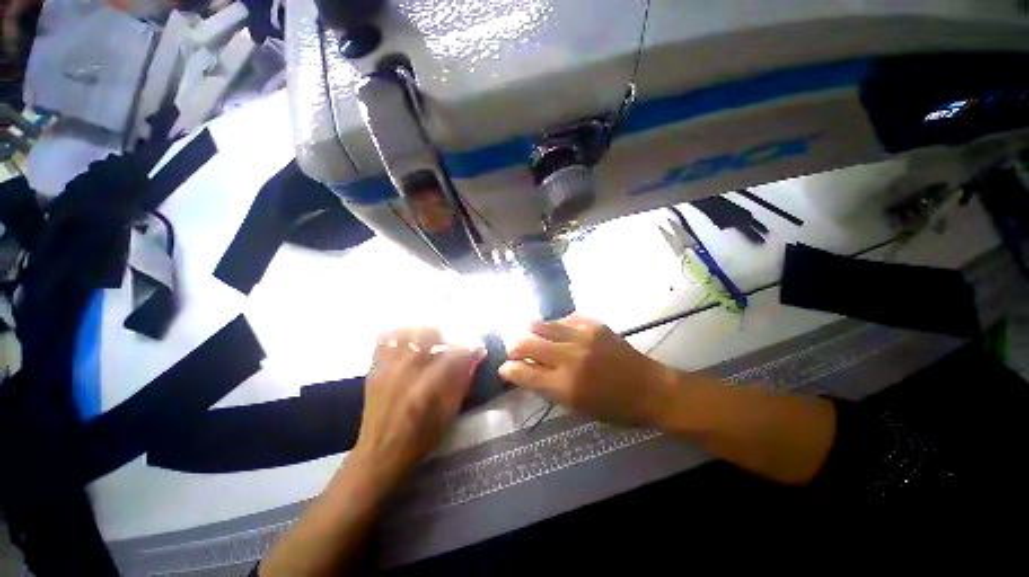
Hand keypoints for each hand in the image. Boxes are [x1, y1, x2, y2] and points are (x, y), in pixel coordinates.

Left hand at [350, 327, 483, 491]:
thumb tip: (475, 357)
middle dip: (447, 333)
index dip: (470, 346)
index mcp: (428, 386)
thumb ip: (463, 380)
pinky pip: (385, 339)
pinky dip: (399, 335)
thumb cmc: (420, 438)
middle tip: (453, 342)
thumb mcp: (449, 412)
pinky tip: (408, 342)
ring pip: (406, 331)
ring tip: (431, 340)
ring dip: (423, 331)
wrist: (380, 454)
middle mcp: (406, 370)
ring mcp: (387, 367)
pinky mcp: (374, 368)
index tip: (478, 347)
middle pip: (428, 333)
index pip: (455, 352)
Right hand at [499, 315, 673, 425]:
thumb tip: (522, 370)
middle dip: (514, 347)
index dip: (508, 370)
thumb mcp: (575, 407)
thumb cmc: (612, 407)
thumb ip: (545, 387)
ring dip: (531, 332)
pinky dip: (556, 326)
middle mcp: (570, 357)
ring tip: (534, 338)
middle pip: (525, 342)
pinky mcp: (593, 323)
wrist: (650, 388)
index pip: (523, 372)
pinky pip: (563, 318)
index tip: (505, 368)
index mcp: (565, 386)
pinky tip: (560, 334)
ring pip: (540, 324)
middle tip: (516, 351)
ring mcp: (582, 336)